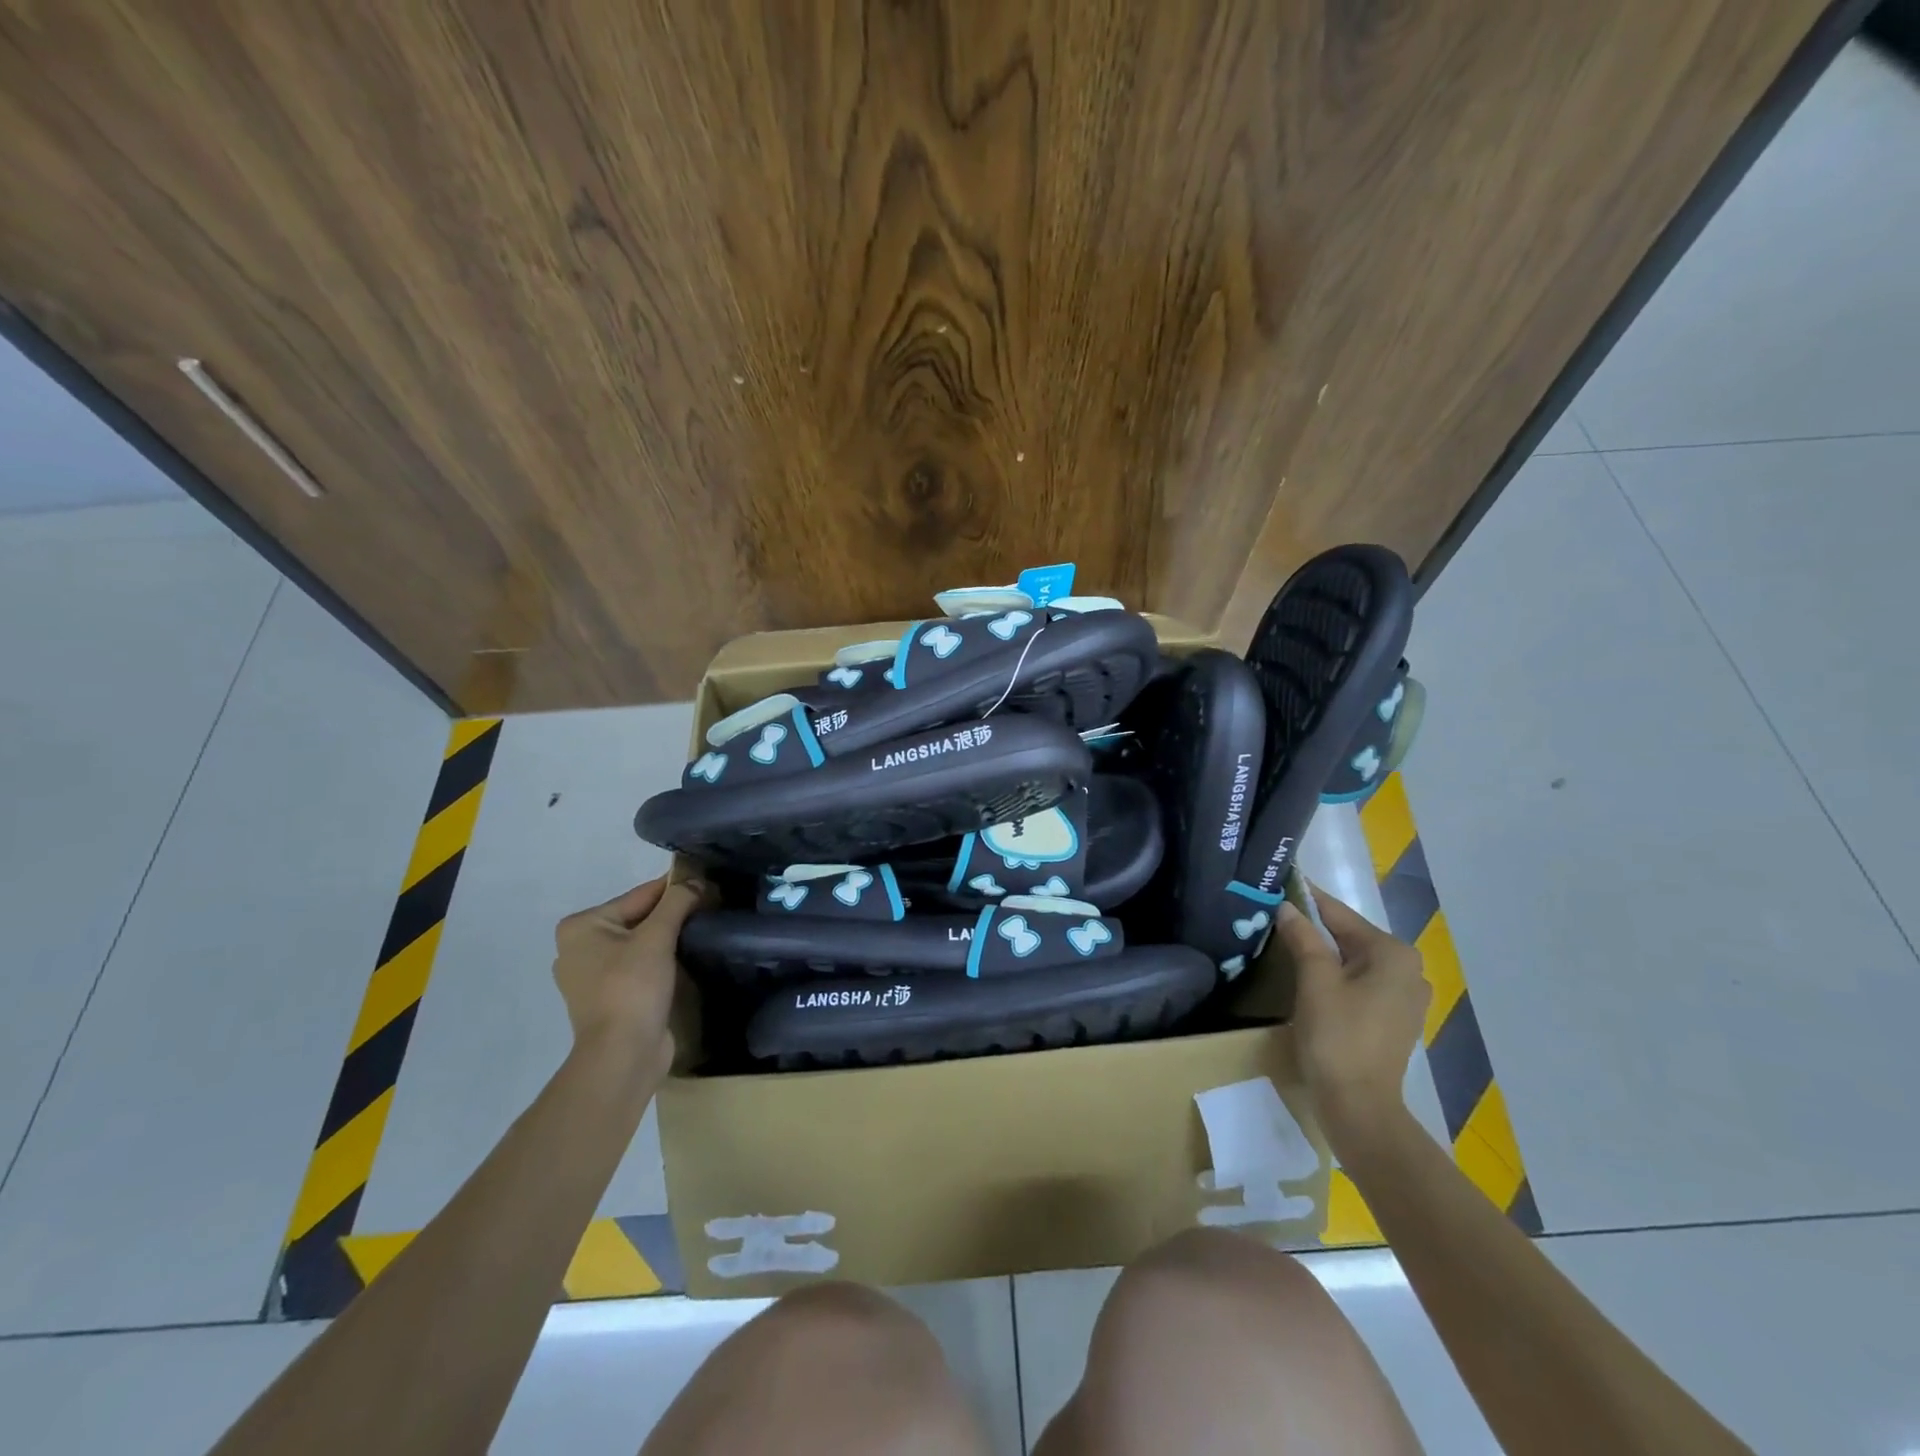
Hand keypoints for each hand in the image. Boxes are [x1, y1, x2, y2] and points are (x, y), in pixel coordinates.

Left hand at [552, 877, 705, 1070]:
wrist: (623, 1055)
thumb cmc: (632, 988)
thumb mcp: (657, 937)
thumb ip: (678, 902)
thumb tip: (697, 880)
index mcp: (581, 927)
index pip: (639, 896)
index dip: (676, 891)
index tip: (709, 886)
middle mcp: (579, 947)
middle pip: (639, 918)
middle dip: (673, 916)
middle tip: (711, 909)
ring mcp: (591, 976)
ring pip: (640, 943)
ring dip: (668, 940)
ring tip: (703, 933)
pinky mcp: (608, 998)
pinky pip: (639, 967)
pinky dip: (660, 962)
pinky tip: (685, 960)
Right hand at [1274, 885, 1429, 1147]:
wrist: (1359, 1105)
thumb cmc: (1337, 1035)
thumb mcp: (1314, 979)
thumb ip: (1302, 936)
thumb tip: (1286, 906)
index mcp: (1393, 953)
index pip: (1340, 914)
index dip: (1307, 899)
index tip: (1279, 882)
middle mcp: (1408, 969)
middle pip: (1349, 936)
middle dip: (1313, 927)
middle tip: (1274, 915)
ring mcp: (1406, 997)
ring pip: (1354, 960)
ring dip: (1323, 952)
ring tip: (1285, 942)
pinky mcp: (1395, 1019)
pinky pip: (1360, 983)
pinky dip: (1336, 975)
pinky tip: (1309, 978)